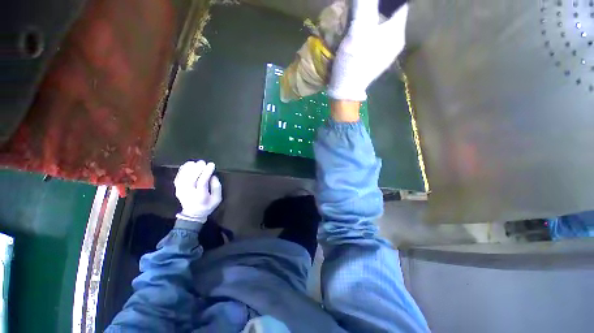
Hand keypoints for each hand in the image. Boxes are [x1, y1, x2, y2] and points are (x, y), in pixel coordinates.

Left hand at [174, 160, 221, 222]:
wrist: (193, 214)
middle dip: (197, 168)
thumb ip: (217, 187)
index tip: (212, 164)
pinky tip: (188, 164)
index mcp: (200, 196)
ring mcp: (181, 191)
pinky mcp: (177, 188)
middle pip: (191, 178)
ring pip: (183, 177)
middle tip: (203, 162)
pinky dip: (182, 170)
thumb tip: (213, 176)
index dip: (207, 172)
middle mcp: (189, 193)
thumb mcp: (217, 199)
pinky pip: (178, 177)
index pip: (202, 182)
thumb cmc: (208, 205)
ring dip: (189, 168)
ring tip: (196, 162)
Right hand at [328, 0, 408, 100]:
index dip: (385, 0)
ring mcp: (386, 51)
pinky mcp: (377, 58)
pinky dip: (368, 30)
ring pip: (382, 25)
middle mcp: (396, 41)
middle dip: (375, 7)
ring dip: (370, 18)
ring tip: (356, 19)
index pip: (398, 4)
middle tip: (359, 9)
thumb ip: (365, 5)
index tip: (369, 2)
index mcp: (396, 33)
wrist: (346, 91)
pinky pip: (376, 37)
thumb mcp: (358, 32)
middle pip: (390, 13)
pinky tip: (357, 34)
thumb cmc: (353, 64)